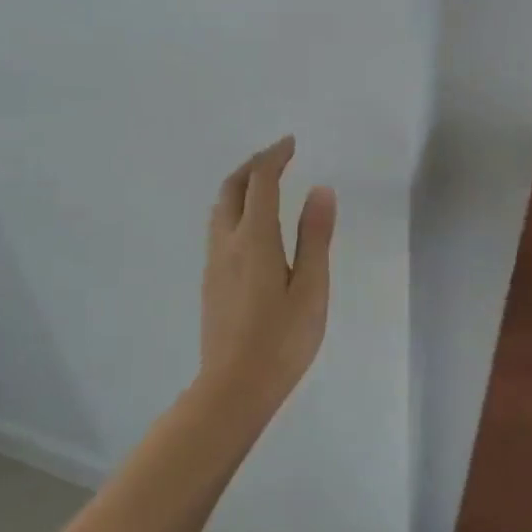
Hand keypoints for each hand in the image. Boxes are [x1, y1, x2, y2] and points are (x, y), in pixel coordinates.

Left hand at [199, 136, 336, 419]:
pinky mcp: (210, 280)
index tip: (290, 143)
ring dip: (240, 185)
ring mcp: (214, 262)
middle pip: (232, 187)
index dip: (274, 157)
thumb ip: (315, 237)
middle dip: (253, 165)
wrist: (232, 388)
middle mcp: (227, 242)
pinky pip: (218, 227)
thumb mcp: (311, 289)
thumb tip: (321, 190)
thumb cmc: (281, 340)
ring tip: (265, 184)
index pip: (260, 182)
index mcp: (255, 238)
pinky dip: (235, 208)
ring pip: (220, 207)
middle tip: (277, 157)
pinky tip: (251, 225)